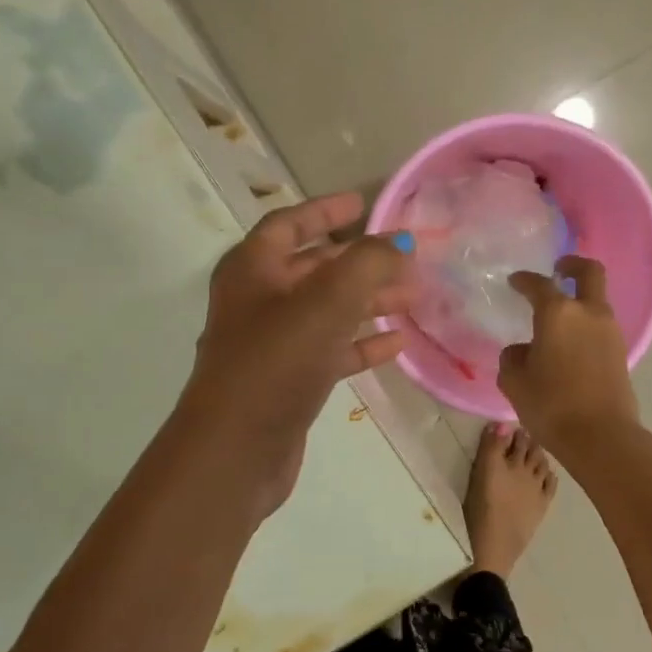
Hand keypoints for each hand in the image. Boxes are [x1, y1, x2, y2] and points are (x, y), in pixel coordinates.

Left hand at [181, 192, 411, 514]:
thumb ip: (368, 263)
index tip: (364, 202)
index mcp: (253, 269)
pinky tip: (397, 342)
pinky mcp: (289, 381)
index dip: (327, 210)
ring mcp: (273, 343)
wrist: (237, 449)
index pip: (290, 223)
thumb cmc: (277, 361)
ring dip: (368, 301)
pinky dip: (361, 343)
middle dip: (360, 261)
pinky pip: (330, 350)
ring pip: (327, 310)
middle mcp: (258, 300)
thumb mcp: (327, 301)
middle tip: (406, 258)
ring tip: (414, 297)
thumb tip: (400, 242)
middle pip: (314, 267)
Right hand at [498, 255, 641, 459]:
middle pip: (589, 272)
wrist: (601, 437)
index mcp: (558, 313)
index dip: (524, 281)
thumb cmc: (551, 405)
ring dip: (581, 300)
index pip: (538, 285)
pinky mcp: (621, 352)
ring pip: (597, 301)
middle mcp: (589, 313)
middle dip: (573, 265)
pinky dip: (587, 324)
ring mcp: (610, 331)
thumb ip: (514, 358)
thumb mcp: (515, 382)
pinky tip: (570, 344)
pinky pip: (601, 326)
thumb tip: (524, 351)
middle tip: (559, 269)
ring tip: (559, 318)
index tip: (515, 282)